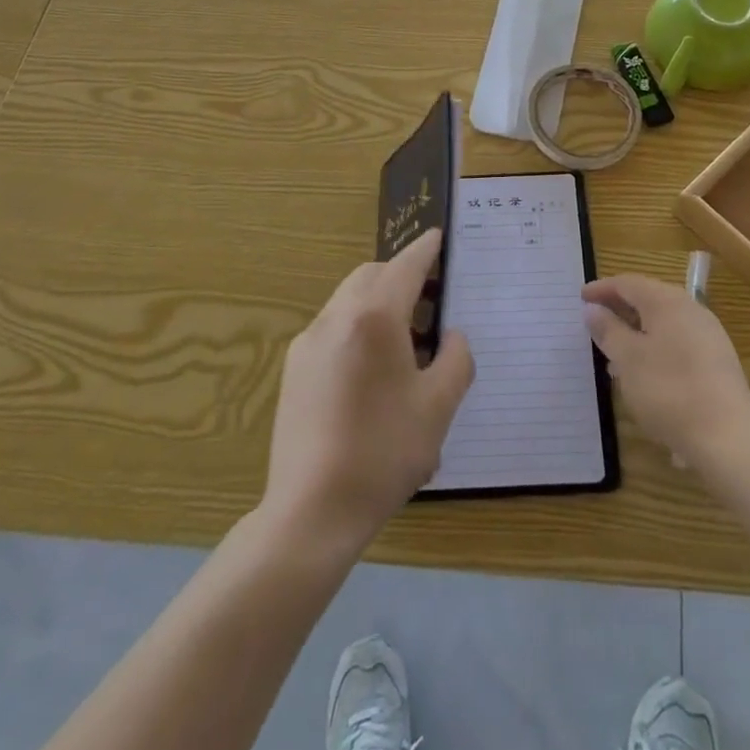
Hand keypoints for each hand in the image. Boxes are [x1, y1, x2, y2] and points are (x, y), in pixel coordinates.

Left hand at [263, 230, 474, 554]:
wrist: (311, 511)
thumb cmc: (383, 453)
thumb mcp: (438, 407)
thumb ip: (456, 360)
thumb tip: (453, 337)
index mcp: (373, 318)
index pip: (405, 266)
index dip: (425, 250)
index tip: (439, 237)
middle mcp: (336, 317)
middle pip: (372, 275)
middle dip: (401, 275)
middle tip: (430, 298)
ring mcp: (308, 342)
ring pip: (348, 299)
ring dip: (378, 301)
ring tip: (406, 340)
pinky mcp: (294, 369)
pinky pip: (332, 327)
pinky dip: (357, 325)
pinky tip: (372, 370)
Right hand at [582, 274, 749, 472]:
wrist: (729, 438)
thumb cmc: (669, 391)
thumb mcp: (628, 359)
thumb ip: (608, 330)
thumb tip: (593, 309)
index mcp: (667, 301)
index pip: (628, 283)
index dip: (602, 289)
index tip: (581, 298)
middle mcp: (691, 309)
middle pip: (649, 298)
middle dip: (620, 308)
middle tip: (595, 321)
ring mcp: (708, 335)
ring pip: (664, 322)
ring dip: (637, 330)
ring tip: (614, 352)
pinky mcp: (717, 361)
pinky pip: (678, 341)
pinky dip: (656, 347)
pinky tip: (645, 372)